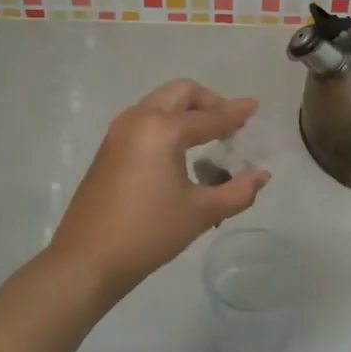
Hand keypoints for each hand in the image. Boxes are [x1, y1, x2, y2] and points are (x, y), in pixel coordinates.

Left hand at [49, 79, 269, 301]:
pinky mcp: (108, 148)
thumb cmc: (149, 233)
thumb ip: (238, 191)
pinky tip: (179, 154)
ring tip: (208, 138)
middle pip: (181, 93)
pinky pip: (145, 120)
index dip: (236, 113)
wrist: (88, 259)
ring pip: (160, 103)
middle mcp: (139, 119)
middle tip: (230, 124)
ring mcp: (118, 132)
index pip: (209, 117)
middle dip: (209, 102)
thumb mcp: (201, 213)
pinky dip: (167, 123)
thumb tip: (262, 174)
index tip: (255, 106)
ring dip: (186, 111)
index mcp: (163, 129)